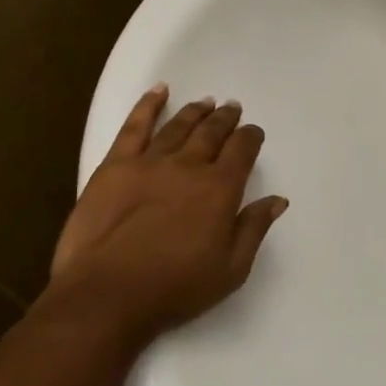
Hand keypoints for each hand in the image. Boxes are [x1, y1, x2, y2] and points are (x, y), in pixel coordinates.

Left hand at [49, 86, 286, 339]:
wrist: (108, 293)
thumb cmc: (175, 288)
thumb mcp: (230, 269)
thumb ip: (254, 229)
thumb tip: (277, 199)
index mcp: (220, 189)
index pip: (242, 151)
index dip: (251, 138)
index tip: (254, 133)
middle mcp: (189, 166)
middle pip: (212, 133)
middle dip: (225, 119)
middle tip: (232, 109)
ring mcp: (149, 162)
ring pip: (178, 126)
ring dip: (195, 112)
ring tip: (206, 102)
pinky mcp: (115, 166)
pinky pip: (135, 126)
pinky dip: (149, 105)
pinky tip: (159, 92)